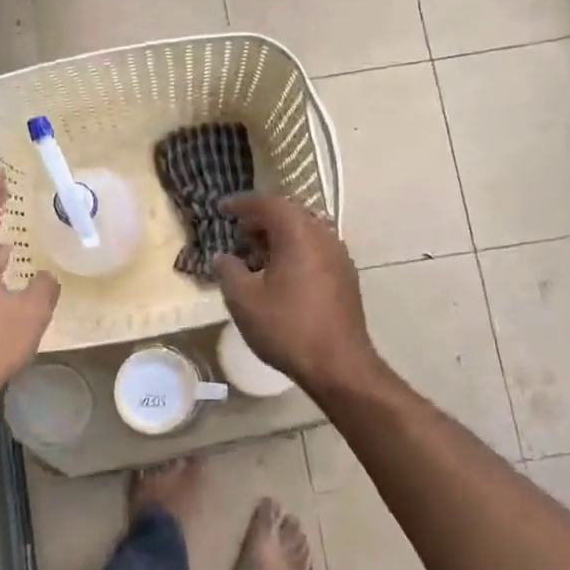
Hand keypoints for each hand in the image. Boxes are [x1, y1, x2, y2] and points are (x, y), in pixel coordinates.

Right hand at [212, 195, 379, 395]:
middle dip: (262, 219)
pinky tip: (280, 276)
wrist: (339, 364)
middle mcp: (324, 237)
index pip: (269, 204)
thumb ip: (229, 271)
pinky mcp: (346, 278)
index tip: (223, 208)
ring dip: (279, 237)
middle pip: (290, 215)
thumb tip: (223, 257)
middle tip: (239, 231)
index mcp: (299, 234)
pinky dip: (295, 253)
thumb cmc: (287, 327)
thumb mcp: (244, 300)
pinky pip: (316, 252)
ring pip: (305, 234)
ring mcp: (339, 258)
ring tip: (256, 255)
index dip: (243, 204)